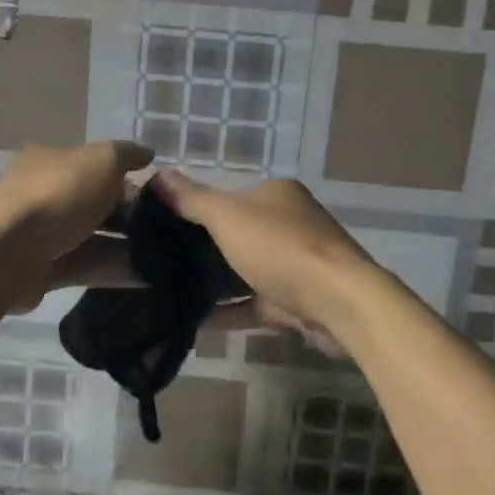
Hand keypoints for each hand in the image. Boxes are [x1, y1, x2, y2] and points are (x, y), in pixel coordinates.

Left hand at [0, 140, 151, 272]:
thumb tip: (148, 154)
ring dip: (128, 245)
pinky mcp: (46, 269)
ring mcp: (44, 234)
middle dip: (131, 214)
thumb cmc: (58, 194)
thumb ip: (127, 155)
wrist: (9, 253)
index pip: (96, 165)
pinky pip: (89, 266)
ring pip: (95, 237)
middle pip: (97, 202)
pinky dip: (116, 270)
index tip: (158, 193)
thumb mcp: (101, 160)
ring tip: (165, 255)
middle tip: (166, 227)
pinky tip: (149, 276)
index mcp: (52, 160)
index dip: (128, 176)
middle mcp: (46, 194)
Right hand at [149, 171, 380, 338]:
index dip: (195, 209)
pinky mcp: (296, 300)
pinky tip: (195, 320)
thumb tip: (155, 174)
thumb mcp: (227, 216)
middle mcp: (289, 223)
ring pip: (245, 269)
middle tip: (159, 263)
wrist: (338, 303)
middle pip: (236, 233)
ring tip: (169, 291)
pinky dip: (229, 309)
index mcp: (276, 194)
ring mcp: (295, 263)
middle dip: (202, 248)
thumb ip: (191, 199)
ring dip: (214, 281)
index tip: (160, 227)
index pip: (228, 196)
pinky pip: (254, 302)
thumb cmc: (281, 248)